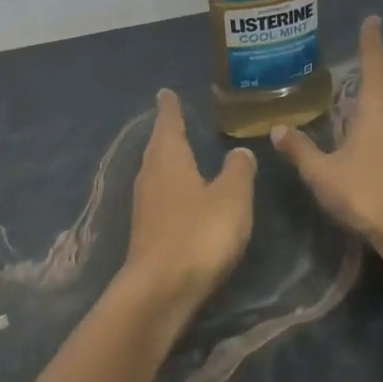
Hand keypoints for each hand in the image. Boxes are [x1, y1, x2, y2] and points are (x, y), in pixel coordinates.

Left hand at [122, 89, 255, 317]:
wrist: (160, 289)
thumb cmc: (199, 234)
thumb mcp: (231, 199)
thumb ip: (237, 172)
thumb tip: (239, 151)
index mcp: (169, 158)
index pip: (168, 123)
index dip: (169, 108)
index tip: (165, 92)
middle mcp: (150, 175)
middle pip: (157, 145)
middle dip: (165, 131)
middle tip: (172, 116)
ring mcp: (143, 204)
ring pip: (155, 169)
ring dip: (165, 158)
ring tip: (176, 149)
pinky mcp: (145, 229)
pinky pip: (157, 193)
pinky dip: (167, 184)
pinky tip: (177, 193)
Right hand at [273, 16, 382, 257]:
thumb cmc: (368, 193)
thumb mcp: (322, 172)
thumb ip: (300, 149)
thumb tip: (277, 129)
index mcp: (379, 109)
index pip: (375, 65)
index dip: (371, 42)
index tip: (373, 20)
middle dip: (379, 62)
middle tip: (366, 48)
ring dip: (382, 86)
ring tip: (362, 81)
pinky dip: (382, 109)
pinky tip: (365, 123)